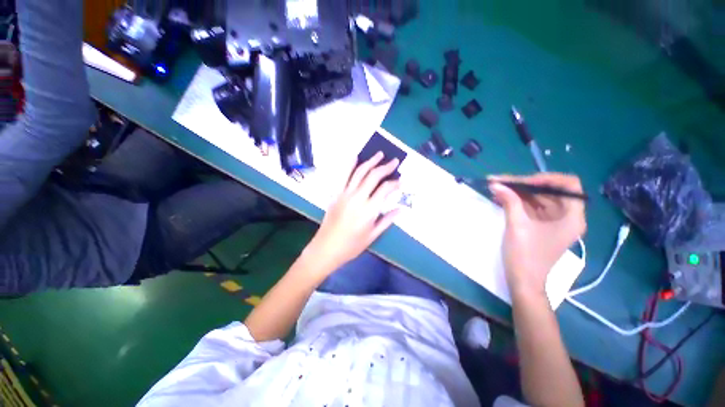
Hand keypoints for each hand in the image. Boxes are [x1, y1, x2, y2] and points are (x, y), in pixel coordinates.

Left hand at [303, 152, 400, 272]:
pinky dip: (349, 165)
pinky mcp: (336, 194)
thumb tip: (400, 209)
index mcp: (369, 210)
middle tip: (394, 161)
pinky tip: (355, 157)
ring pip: (359, 172)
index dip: (394, 183)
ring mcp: (345, 194)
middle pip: (373, 176)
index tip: (400, 181)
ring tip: (379, 154)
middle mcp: (358, 198)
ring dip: (370, 161)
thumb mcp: (373, 235)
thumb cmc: (352, 245)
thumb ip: (387, 220)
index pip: (385, 189)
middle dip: (386, 167)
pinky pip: (343, 177)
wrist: (326, 248)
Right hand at [489, 173, 585, 295]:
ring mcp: (554, 222)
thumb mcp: (517, 225)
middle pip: (549, 191)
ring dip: (518, 192)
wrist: (524, 281)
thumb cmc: (526, 255)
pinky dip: (518, 201)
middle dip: (524, 185)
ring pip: (539, 198)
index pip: (568, 185)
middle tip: (501, 181)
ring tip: (497, 187)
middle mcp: (567, 216)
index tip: (522, 182)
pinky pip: (532, 207)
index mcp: (571, 217)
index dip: (546, 179)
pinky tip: (502, 197)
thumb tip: (496, 183)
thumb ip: (509, 201)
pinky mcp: (542, 226)